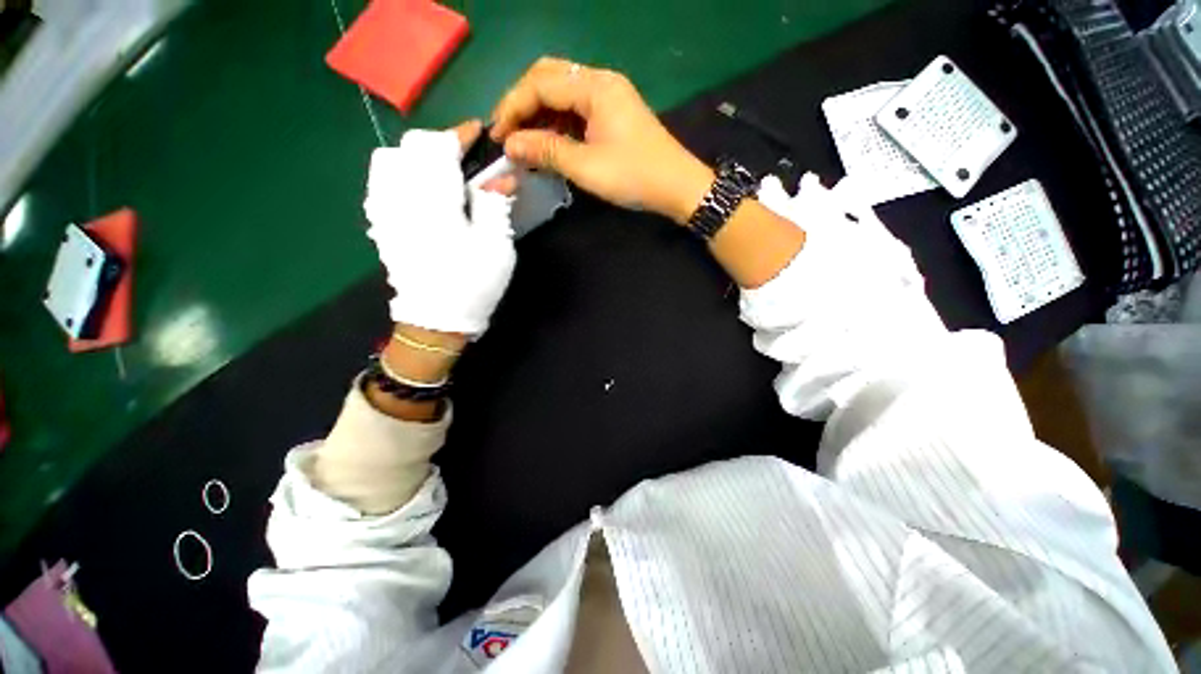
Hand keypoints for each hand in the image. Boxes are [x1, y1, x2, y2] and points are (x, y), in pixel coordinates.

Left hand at [364, 121, 516, 337]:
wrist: (436, 319)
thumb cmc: (472, 284)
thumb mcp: (496, 246)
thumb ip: (496, 204)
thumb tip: (503, 176)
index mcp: (432, 200)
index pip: (439, 146)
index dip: (461, 134)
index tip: (481, 133)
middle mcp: (399, 196)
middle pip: (411, 146)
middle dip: (441, 144)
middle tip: (467, 160)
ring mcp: (384, 209)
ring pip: (390, 159)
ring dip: (419, 156)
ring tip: (443, 173)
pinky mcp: (381, 223)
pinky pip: (383, 181)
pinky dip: (403, 174)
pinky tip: (422, 191)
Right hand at [491, 57, 713, 224]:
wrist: (677, 187)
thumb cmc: (634, 177)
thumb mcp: (586, 167)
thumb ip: (546, 150)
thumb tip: (510, 144)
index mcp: (594, 87)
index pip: (540, 83)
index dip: (513, 107)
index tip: (497, 135)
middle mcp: (600, 82)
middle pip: (548, 79)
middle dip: (522, 104)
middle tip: (506, 134)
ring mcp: (608, 97)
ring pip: (561, 95)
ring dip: (539, 116)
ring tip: (522, 142)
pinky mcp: (612, 114)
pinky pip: (575, 110)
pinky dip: (557, 125)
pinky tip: (547, 143)